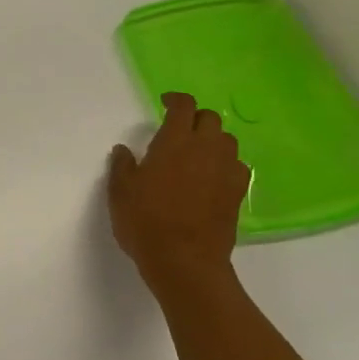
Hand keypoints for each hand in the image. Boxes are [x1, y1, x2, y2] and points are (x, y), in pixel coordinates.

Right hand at [108, 92, 250, 296]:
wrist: (185, 260)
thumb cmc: (145, 221)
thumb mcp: (120, 193)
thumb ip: (122, 167)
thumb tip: (124, 150)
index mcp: (174, 142)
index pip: (183, 106)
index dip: (175, 99)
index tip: (164, 102)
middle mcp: (206, 149)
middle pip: (209, 119)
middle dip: (194, 118)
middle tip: (178, 131)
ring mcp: (226, 170)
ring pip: (226, 141)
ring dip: (212, 140)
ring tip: (195, 154)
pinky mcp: (238, 192)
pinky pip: (237, 166)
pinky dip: (225, 164)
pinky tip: (211, 177)